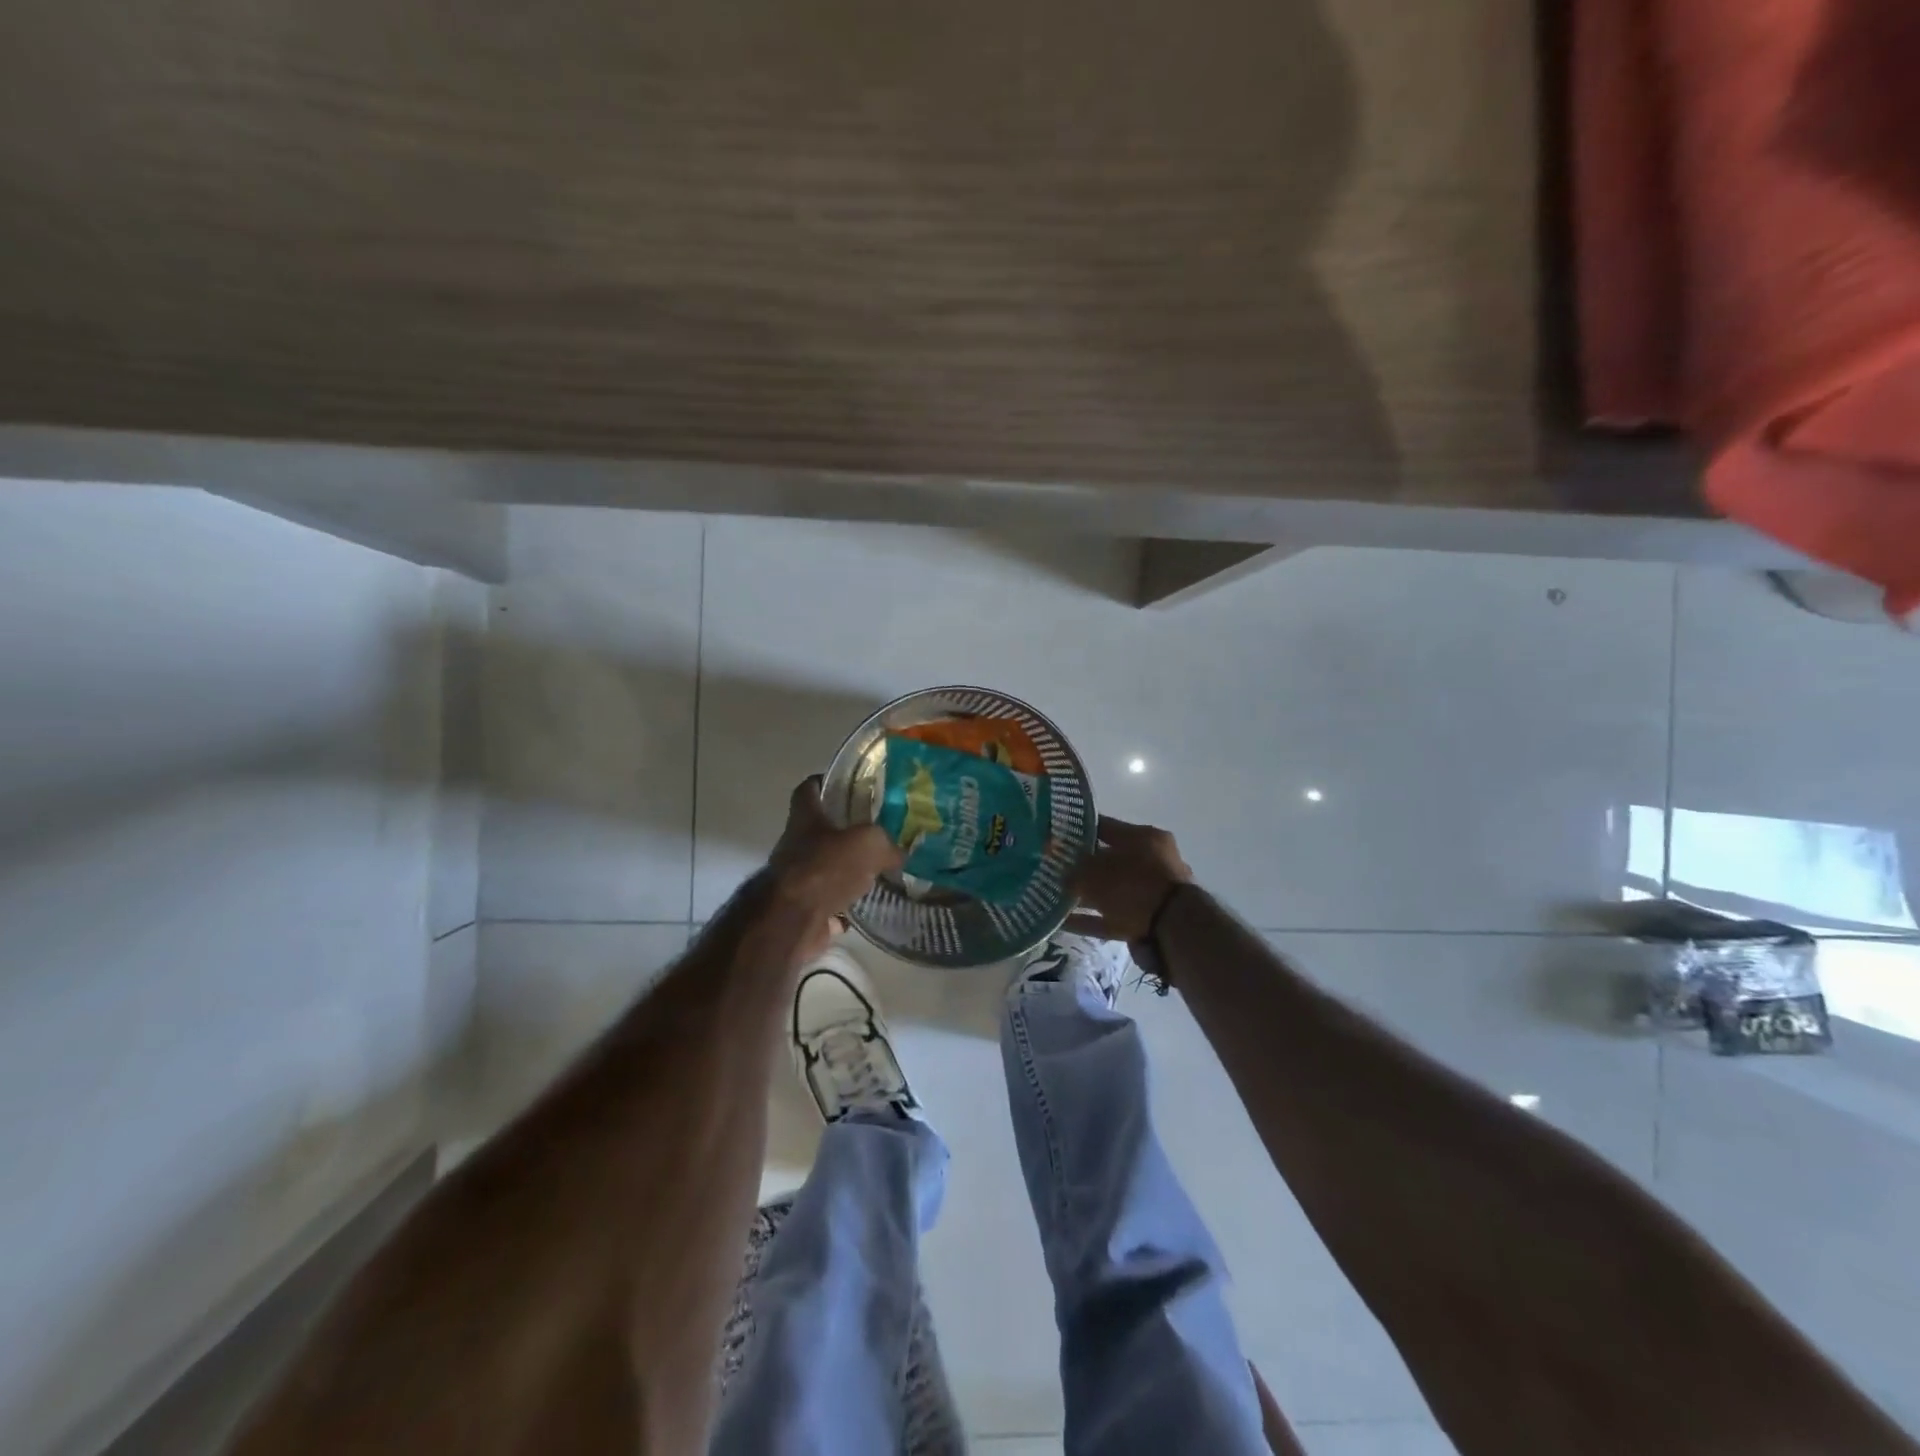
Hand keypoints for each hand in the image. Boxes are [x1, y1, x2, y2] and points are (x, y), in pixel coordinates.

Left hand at [770, 777, 904, 959]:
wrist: (793, 921)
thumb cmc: (826, 868)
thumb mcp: (869, 843)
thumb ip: (886, 844)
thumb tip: (900, 854)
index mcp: (806, 818)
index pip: (809, 788)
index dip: (826, 782)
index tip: (850, 785)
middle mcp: (796, 844)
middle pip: (820, 830)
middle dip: (846, 831)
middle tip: (878, 831)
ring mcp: (797, 878)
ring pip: (826, 867)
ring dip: (848, 870)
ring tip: (880, 869)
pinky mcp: (803, 908)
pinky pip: (830, 902)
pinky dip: (847, 905)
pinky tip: (870, 904)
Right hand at [1065, 815, 1192, 942]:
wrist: (1173, 929)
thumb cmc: (1134, 885)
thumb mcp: (1095, 872)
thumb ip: (1073, 869)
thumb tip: (1060, 869)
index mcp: (1144, 837)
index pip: (1104, 826)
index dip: (1077, 830)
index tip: (1055, 837)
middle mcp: (1152, 860)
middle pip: (1109, 859)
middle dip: (1081, 866)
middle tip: (1055, 870)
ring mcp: (1151, 892)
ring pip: (1110, 890)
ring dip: (1085, 895)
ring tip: (1056, 897)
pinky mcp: (1147, 920)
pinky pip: (1112, 916)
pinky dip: (1091, 919)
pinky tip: (1065, 922)